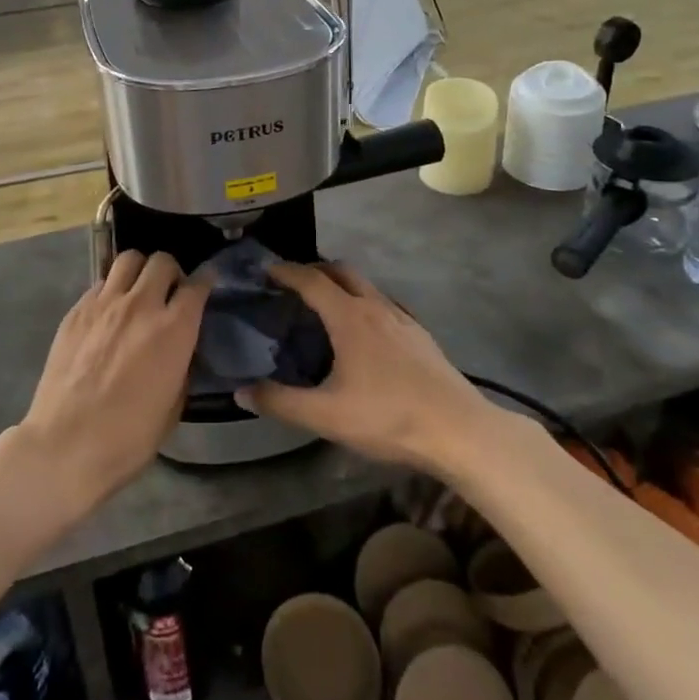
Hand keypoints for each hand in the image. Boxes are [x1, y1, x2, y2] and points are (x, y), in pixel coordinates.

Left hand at [14, 251, 206, 513]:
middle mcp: (141, 305)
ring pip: (128, 259)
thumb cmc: (127, 438)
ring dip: (140, 270)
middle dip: (171, 271)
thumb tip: (180, 348)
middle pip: (162, 261)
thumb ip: (182, 366)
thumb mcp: (173, 406)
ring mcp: (104, 304)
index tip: (207, 281)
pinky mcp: (76, 311)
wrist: (65, 447)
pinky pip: (100, 283)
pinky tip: (109, 311)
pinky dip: (111, 289)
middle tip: (169, 290)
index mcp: (174, 330)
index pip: (197, 285)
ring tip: (138, 290)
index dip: (206, 280)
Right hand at [240, 261, 492, 475]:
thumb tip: (240, 393)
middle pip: (340, 270)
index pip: (310, 280)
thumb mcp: (326, 416)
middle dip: (314, 269)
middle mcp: (375, 306)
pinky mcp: (420, 334)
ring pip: (365, 285)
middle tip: (292, 285)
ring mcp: (402, 318)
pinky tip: (365, 332)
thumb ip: (281, 402)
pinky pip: (385, 303)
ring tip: (325, 306)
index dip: (285, 271)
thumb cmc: (388, 418)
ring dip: (341, 284)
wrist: (458, 430)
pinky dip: (365, 302)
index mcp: (349, 317)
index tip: (265, 270)